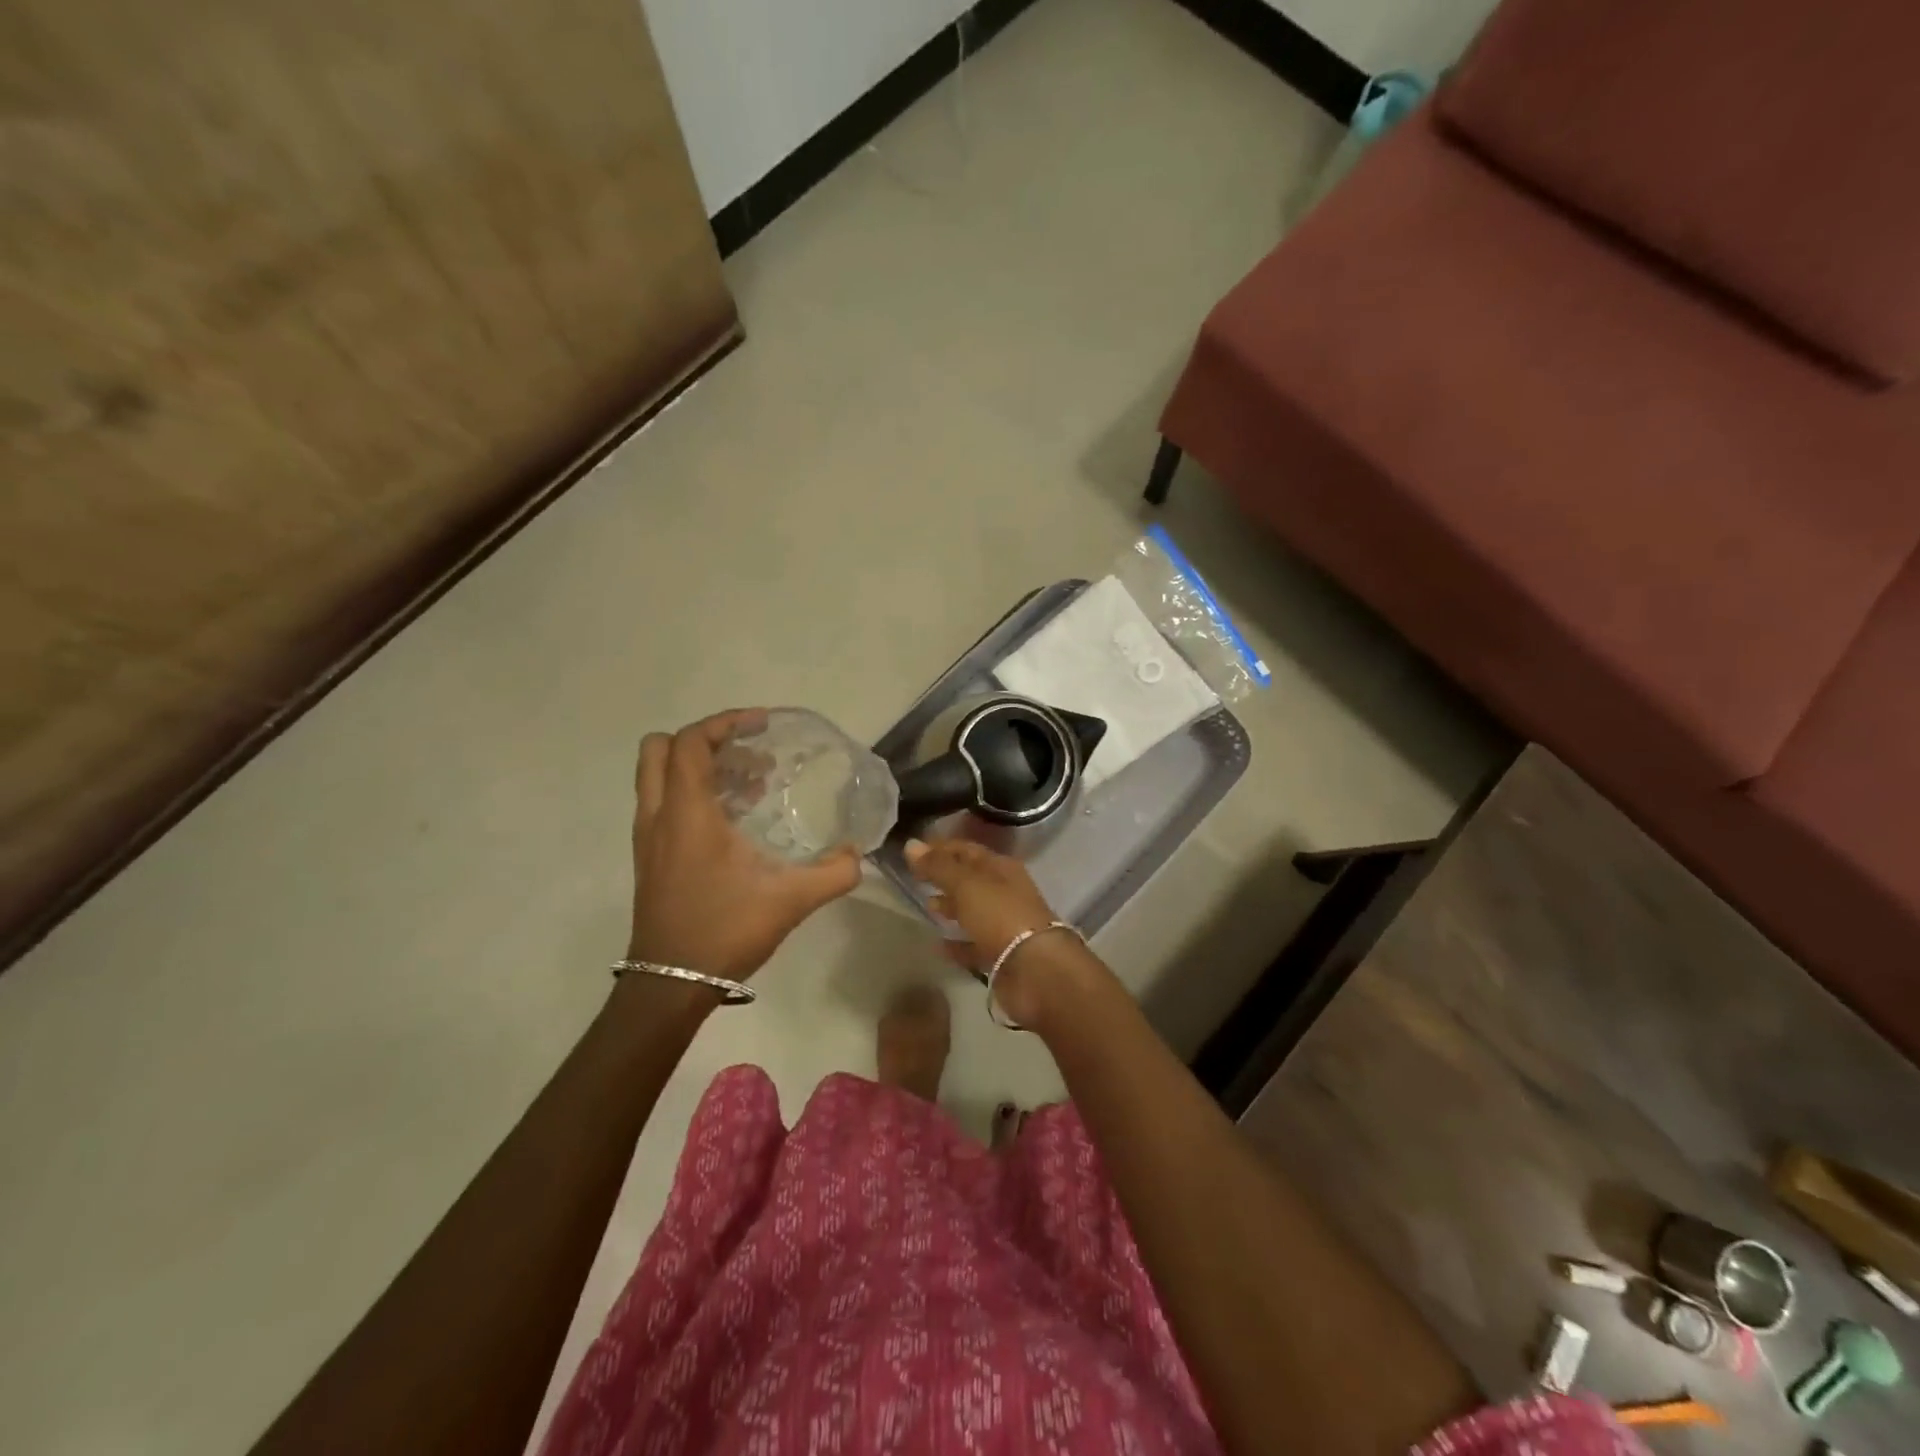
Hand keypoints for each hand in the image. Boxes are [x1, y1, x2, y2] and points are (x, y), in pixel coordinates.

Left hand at [628, 710, 861, 983]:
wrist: (669, 985)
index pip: (691, 742)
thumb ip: (833, 873)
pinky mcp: (649, 857)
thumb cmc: (724, 931)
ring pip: (659, 775)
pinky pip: (663, 802)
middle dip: (705, 740)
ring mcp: (648, 837)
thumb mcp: (789, 900)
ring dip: (698, 767)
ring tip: (750, 785)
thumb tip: (858, 855)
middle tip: (748, 754)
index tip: (762, 724)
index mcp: (687, 813)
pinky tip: (734, 821)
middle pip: (661, 748)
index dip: (726, 722)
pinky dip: (692, 793)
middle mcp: (659, 815)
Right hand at [905, 839, 1085, 1025]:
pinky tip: (938, 945)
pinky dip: (957, 943)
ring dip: (952, 907)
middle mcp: (1005, 892)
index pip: (967, 849)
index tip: (912, 850)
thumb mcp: (966, 884)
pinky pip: (974, 944)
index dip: (940, 847)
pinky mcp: (1002, 955)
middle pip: (971, 879)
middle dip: (945, 876)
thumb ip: (938, 867)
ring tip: (927, 906)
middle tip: (915, 877)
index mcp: (1001, 868)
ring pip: (973, 910)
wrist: (1036, 970)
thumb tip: (910, 845)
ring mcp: (1005, 924)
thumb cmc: (1001, 916)